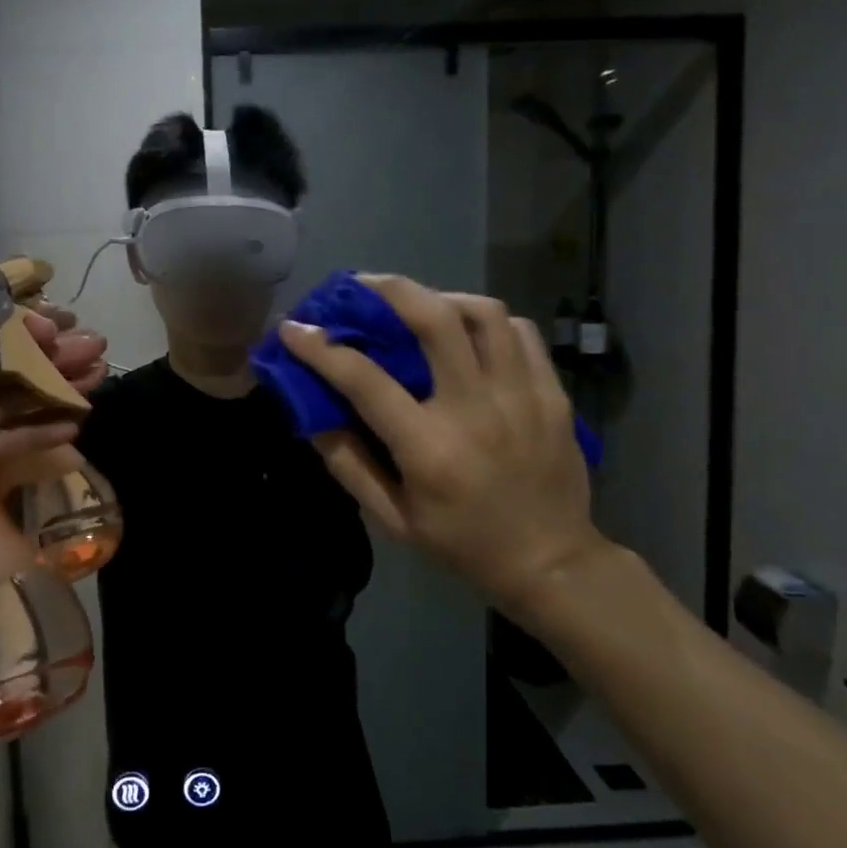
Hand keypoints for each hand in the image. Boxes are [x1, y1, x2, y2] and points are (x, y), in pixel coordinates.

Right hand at [278, 275, 608, 604]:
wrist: (551, 562)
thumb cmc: (462, 543)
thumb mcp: (393, 519)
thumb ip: (349, 465)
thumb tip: (312, 414)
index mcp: (429, 449)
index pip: (364, 380)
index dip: (321, 348)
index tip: (295, 328)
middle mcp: (475, 410)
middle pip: (434, 320)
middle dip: (389, 289)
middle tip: (362, 285)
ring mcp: (521, 396)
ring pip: (484, 313)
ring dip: (441, 298)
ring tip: (419, 305)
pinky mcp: (552, 393)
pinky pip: (520, 332)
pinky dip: (488, 321)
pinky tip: (469, 332)